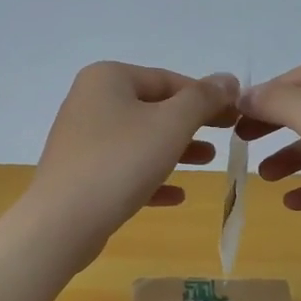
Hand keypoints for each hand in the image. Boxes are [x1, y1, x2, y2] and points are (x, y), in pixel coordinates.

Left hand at [22, 62, 239, 265]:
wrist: (63, 221)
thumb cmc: (121, 162)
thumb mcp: (171, 124)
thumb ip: (203, 99)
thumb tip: (228, 79)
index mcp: (108, 78)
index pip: (169, 80)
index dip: (207, 96)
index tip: (237, 115)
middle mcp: (90, 101)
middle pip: (153, 108)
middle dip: (192, 124)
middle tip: (228, 136)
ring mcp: (82, 139)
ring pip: (140, 140)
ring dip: (176, 150)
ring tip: (208, 162)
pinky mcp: (80, 174)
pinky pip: (124, 170)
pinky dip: (151, 178)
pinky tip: (177, 196)